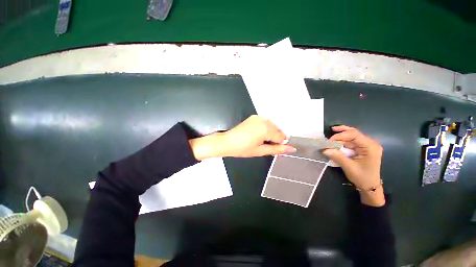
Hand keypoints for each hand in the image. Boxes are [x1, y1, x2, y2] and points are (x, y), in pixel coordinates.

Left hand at [189, 115, 295, 159]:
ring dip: (270, 133)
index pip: (281, 137)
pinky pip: (265, 122)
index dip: (279, 144)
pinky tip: (258, 135)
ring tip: (261, 141)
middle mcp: (264, 120)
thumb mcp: (261, 151)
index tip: (273, 148)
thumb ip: (277, 149)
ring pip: (272, 126)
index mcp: (266, 129)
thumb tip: (292, 149)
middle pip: (277, 130)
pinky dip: (265, 128)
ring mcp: (258, 117)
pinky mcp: (253, 117)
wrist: (227, 142)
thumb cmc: (243, 149)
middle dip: (275, 138)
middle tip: (266, 146)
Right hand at [322, 125, 384, 206]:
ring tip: (330, 137)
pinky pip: (351, 141)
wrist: (370, 186)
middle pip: (353, 133)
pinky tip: (336, 141)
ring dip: (340, 137)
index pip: (354, 135)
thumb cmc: (362, 177)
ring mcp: (367, 145)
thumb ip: (337, 156)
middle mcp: (370, 143)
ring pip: (351, 136)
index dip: (340, 136)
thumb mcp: (349, 167)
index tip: (329, 142)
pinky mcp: (363, 148)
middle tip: (328, 134)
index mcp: (370, 147)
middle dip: (340, 133)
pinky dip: (342, 141)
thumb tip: (324, 149)